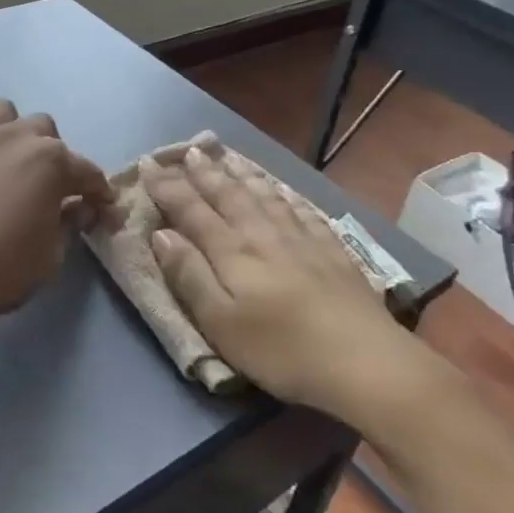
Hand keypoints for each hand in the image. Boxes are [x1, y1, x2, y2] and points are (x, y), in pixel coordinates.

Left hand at [0, 98, 111, 330]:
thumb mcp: (50, 258)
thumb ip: (69, 225)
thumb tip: (77, 208)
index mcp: (51, 162)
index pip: (88, 172)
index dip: (98, 193)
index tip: (100, 210)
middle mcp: (15, 137)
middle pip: (45, 131)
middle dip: (53, 157)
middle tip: (46, 190)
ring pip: (3, 111)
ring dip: (10, 132)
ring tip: (5, 162)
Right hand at [141, 148, 428, 418]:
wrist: (364, 362)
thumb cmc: (280, 350)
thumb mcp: (220, 322)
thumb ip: (189, 275)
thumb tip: (161, 233)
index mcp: (232, 251)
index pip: (192, 210)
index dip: (168, 187)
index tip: (148, 164)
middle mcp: (263, 234)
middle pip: (228, 195)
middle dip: (204, 172)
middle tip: (187, 150)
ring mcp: (302, 239)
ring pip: (264, 195)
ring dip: (242, 174)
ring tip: (228, 157)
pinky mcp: (332, 251)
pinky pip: (301, 209)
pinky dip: (285, 193)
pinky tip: (281, 188)